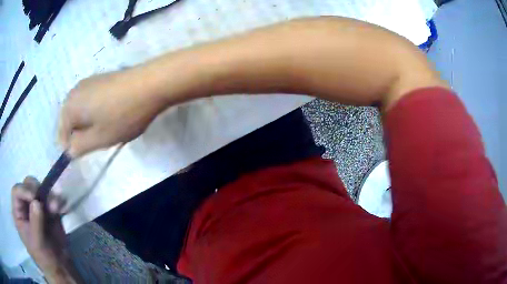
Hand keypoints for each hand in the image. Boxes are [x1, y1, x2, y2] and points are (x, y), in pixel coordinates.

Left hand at [11, 177, 74, 280]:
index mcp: (18, 213)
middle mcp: (25, 206)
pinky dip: (58, 201)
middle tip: (44, 198)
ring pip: (41, 190)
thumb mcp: (37, 242)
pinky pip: (52, 199)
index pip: (16, 192)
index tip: (34, 197)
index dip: (23, 190)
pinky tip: (62, 209)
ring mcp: (37, 207)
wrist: (59, 267)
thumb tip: (36, 202)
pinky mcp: (49, 211)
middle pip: (27, 185)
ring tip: (56, 209)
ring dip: (49, 196)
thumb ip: (35, 222)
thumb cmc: (43, 257)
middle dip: (36, 189)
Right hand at [58, 69, 167, 157]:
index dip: (73, 147)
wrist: (150, 83)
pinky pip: (91, 101)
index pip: (62, 135)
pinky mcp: (102, 78)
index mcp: (69, 106)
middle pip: (71, 122)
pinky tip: (113, 113)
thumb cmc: (122, 115)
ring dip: (90, 123)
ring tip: (109, 126)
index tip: (89, 151)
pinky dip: (97, 112)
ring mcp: (89, 81)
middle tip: (100, 138)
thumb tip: (69, 150)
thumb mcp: (99, 138)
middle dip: (82, 134)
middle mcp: (75, 90)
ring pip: (82, 112)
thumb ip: (79, 147)